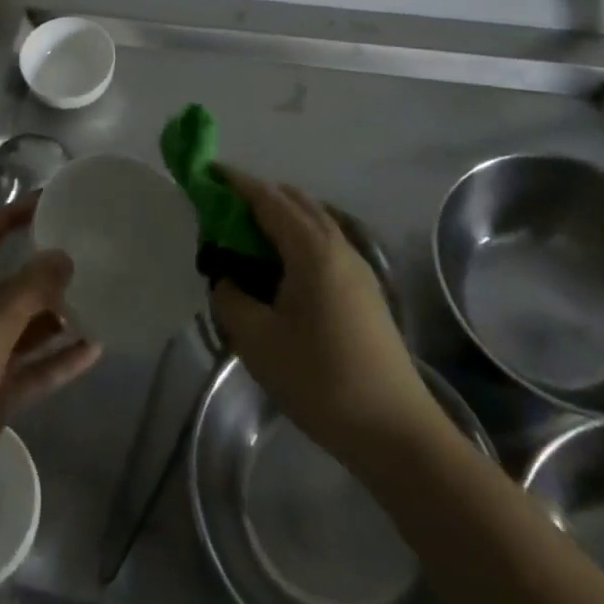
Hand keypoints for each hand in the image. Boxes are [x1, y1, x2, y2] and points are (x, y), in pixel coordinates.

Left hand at [0, 199, 100, 524]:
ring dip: (58, 318)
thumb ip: (30, 290)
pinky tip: (96, 349)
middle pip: (9, 285)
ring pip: (26, 329)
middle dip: (43, 272)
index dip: (9, 218)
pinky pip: (34, 370)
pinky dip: (61, 360)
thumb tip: (64, 256)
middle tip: (87, 257)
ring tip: (100, 301)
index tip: (47, 203)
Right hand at [210, 167, 442, 463]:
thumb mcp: (257, 340)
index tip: (207, 171)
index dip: (235, 182)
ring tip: (246, 238)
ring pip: (313, 221)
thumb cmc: (321, 380)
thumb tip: (226, 279)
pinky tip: (280, 268)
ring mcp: (358, 268)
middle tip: (221, 209)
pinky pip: (324, 243)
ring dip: (279, 217)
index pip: (268, 199)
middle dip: (258, 196)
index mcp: (312, 250)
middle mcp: (338, 246)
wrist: (396, 432)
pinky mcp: (365, 291)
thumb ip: (230, 298)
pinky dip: (296, 238)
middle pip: (295, 202)